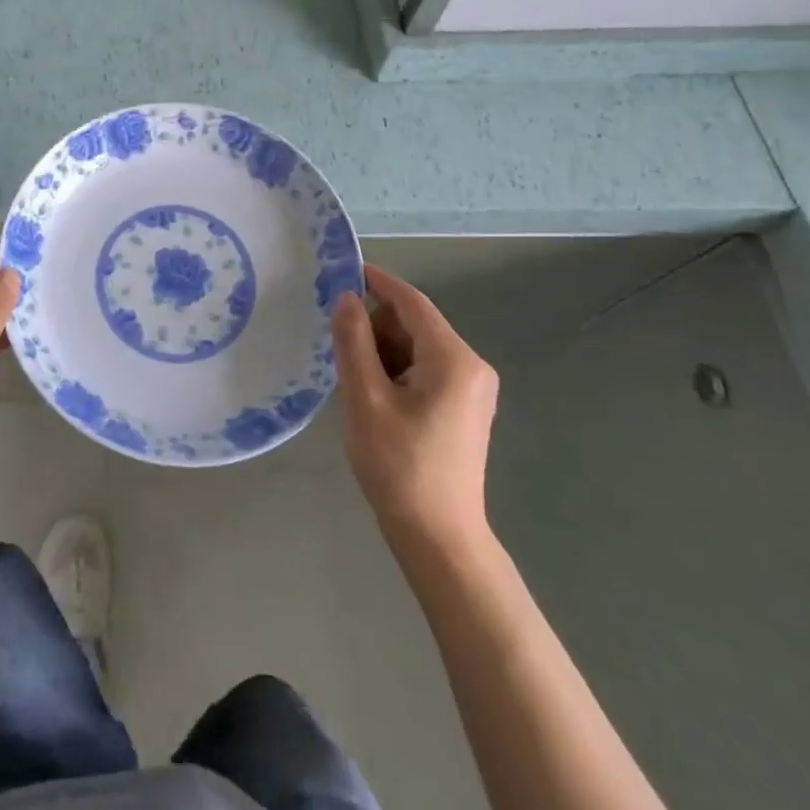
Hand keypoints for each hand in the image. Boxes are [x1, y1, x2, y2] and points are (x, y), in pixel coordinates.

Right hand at [331, 264, 498, 551]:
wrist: (440, 540)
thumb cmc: (399, 466)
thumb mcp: (365, 398)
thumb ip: (353, 341)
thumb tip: (347, 298)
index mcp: (453, 359)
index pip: (412, 301)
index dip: (377, 282)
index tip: (342, 270)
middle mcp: (471, 366)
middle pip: (415, 324)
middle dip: (375, 327)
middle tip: (338, 348)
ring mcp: (471, 389)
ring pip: (417, 348)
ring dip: (383, 352)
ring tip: (354, 381)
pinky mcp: (464, 409)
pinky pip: (425, 370)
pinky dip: (396, 371)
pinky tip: (373, 396)